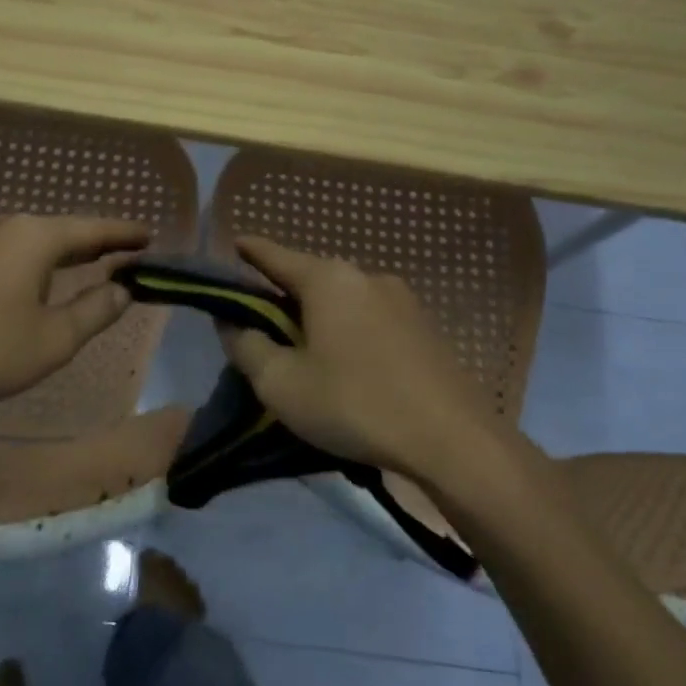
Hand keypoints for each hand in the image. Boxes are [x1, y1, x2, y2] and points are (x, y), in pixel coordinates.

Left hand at [0, 214, 151, 412]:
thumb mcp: (54, 338)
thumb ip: (95, 310)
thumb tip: (121, 290)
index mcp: (33, 237)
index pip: (92, 229)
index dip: (123, 233)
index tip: (150, 236)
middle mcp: (3, 227)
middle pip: (62, 230)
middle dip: (95, 242)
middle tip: (128, 251)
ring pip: (32, 240)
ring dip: (64, 252)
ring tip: (90, 262)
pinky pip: (8, 252)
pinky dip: (35, 260)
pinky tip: (38, 277)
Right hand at [221, 236, 517, 481]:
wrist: (453, 442)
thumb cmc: (354, 404)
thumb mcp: (281, 384)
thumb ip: (247, 347)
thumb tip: (232, 323)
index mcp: (328, 280)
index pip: (275, 256)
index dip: (249, 251)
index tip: (233, 244)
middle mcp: (367, 277)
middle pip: (311, 279)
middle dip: (283, 295)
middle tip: (260, 324)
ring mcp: (403, 302)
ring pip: (344, 301)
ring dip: (319, 318)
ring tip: (304, 351)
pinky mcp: (426, 329)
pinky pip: (371, 320)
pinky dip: (349, 332)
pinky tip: (347, 366)